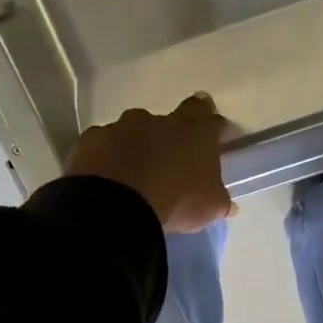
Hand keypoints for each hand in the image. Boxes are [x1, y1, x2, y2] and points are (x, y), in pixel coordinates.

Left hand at [65, 94, 234, 233]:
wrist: (116, 206)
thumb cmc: (176, 202)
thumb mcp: (209, 208)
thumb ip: (220, 201)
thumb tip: (229, 205)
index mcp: (196, 135)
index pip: (211, 120)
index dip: (214, 126)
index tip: (215, 135)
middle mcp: (161, 122)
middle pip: (176, 114)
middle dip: (179, 125)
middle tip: (177, 143)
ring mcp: (124, 127)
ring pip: (136, 127)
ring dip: (140, 141)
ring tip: (136, 166)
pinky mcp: (93, 138)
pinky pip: (105, 142)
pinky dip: (109, 153)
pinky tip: (107, 172)